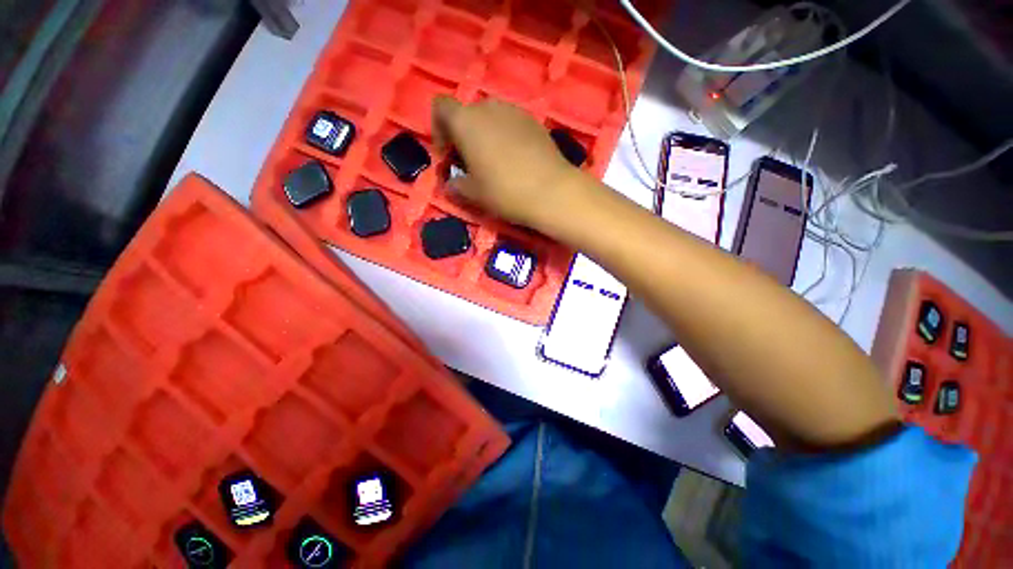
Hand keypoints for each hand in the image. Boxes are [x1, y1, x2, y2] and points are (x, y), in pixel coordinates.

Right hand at [431, 96, 582, 228]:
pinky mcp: (535, 121)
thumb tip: (450, 184)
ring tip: (494, 163)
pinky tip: (515, 160)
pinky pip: (511, 124)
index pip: (441, 107)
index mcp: (466, 121)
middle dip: (463, 136)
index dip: (438, 129)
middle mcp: (489, 107)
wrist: (551, 191)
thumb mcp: (473, 194)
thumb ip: (455, 186)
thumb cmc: (504, 191)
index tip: (448, 155)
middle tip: (470, 163)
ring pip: (491, 118)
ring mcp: (515, 111)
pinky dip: (506, 137)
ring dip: (485, 136)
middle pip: (467, 113)